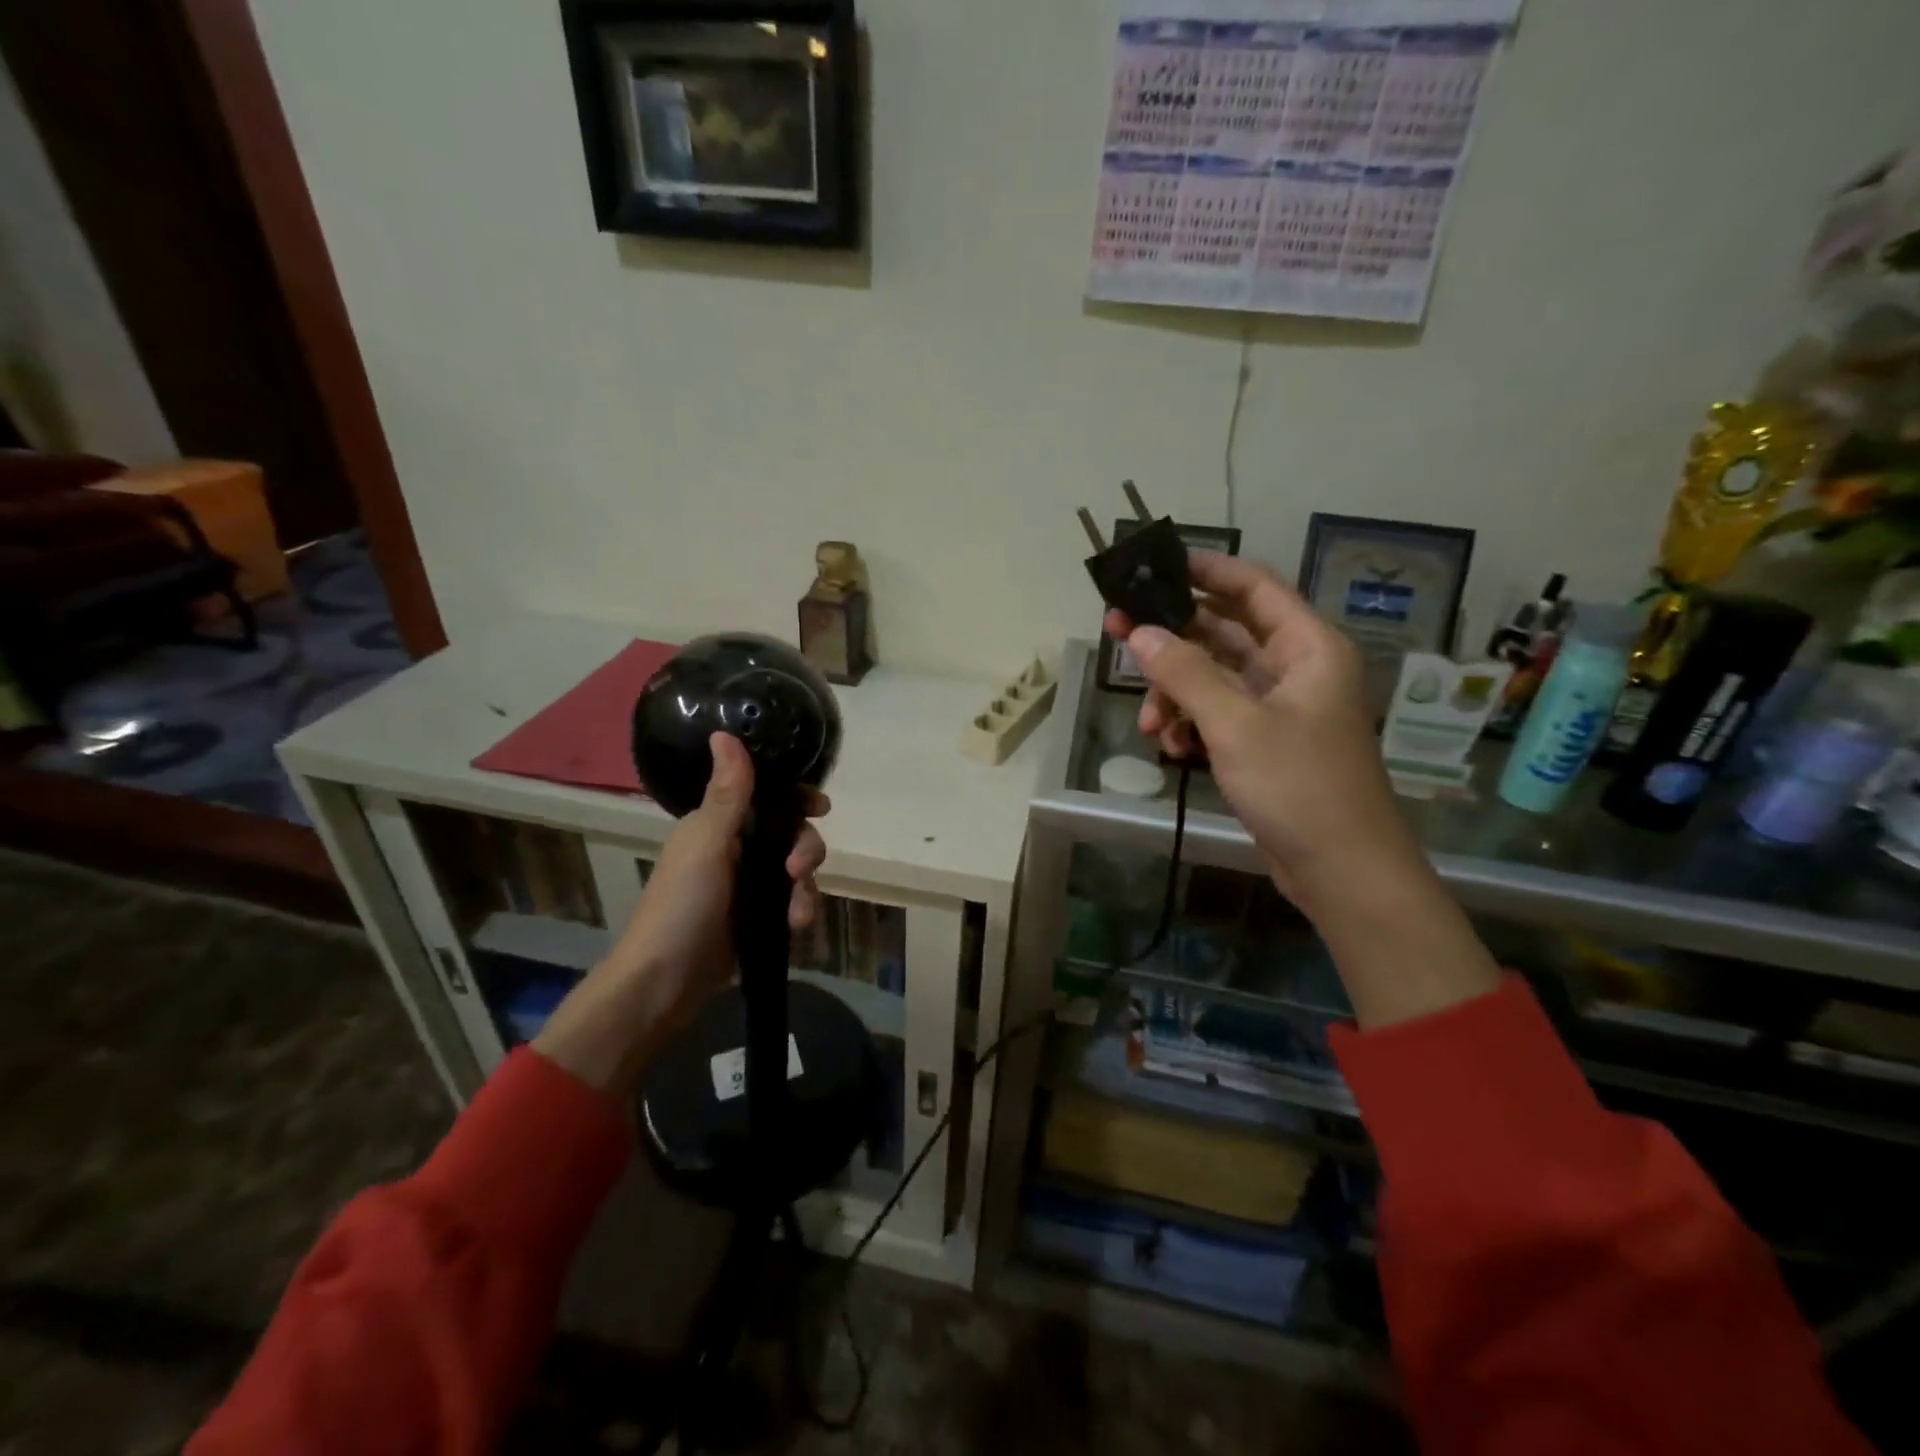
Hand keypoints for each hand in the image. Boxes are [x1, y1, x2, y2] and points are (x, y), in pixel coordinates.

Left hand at [534, 733, 827, 1096]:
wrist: (664, 982)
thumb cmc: (682, 905)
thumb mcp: (708, 845)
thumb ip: (728, 793)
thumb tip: (724, 732)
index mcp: (718, 825)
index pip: (767, 796)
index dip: (797, 796)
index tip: (820, 805)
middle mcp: (735, 849)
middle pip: (790, 832)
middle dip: (804, 847)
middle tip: (799, 868)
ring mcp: (747, 885)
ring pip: (796, 869)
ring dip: (805, 885)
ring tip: (797, 910)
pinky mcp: (757, 917)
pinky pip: (792, 901)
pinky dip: (799, 909)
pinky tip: (796, 926)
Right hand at [1107, 553, 1499, 1027]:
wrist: (1343, 872)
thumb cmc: (1299, 787)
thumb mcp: (1235, 724)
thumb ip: (1185, 673)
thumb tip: (1140, 633)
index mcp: (1309, 647)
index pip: (1253, 587)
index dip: (1205, 570)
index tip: (1154, 566)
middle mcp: (1297, 668)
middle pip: (1224, 633)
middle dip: (1173, 639)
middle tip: (1118, 635)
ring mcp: (1281, 708)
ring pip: (1214, 679)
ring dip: (1175, 693)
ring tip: (1149, 723)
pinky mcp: (1266, 743)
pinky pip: (1218, 715)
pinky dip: (1190, 724)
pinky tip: (1170, 747)